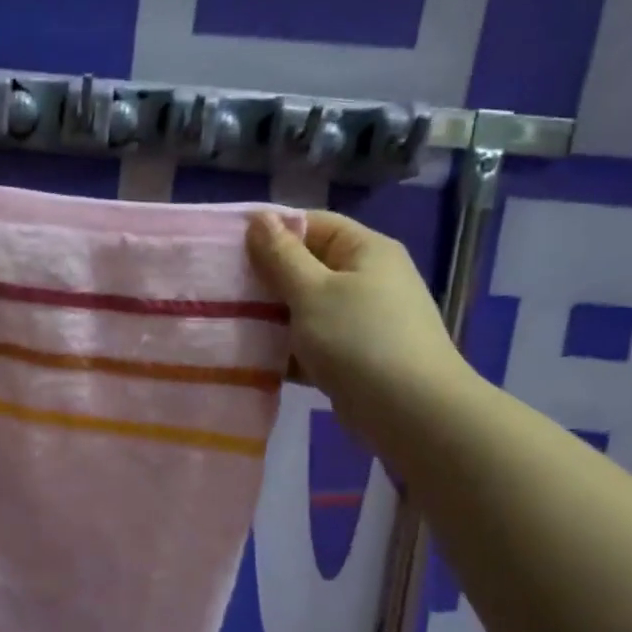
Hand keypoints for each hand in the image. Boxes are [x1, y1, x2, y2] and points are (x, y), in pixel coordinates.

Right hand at [247, 210, 473, 442]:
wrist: (411, 412)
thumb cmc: (359, 339)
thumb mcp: (312, 292)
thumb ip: (281, 256)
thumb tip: (258, 219)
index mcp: (365, 251)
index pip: (313, 224)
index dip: (271, 231)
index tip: (228, 247)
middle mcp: (367, 279)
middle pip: (307, 266)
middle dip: (265, 278)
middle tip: (221, 287)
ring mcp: (362, 320)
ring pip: (305, 308)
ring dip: (271, 316)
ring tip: (228, 322)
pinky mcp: (353, 356)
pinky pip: (311, 342)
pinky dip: (286, 348)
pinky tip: (252, 357)